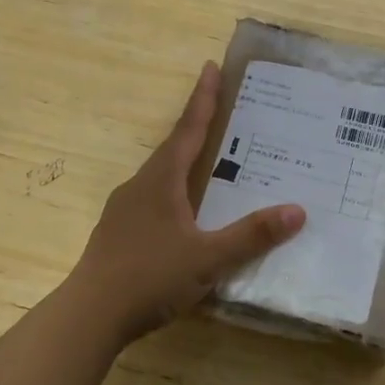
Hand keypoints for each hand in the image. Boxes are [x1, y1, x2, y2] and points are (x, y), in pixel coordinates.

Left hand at [71, 62, 305, 342]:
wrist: (88, 317)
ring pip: (161, 176)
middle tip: (223, 112)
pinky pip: (154, 200)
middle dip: (197, 127)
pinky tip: (186, 215)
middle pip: (173, 148)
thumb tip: (297, 210)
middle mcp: (140, 186)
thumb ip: (252, 235)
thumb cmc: (148, 278)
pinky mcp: (119, 233)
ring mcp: (125, 210)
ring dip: (185, 162)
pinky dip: (175, 193)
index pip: (188, 130)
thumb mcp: (208, 258)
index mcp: (160, 181)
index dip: (203, 99)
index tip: (211, 67)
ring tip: (211, 163)